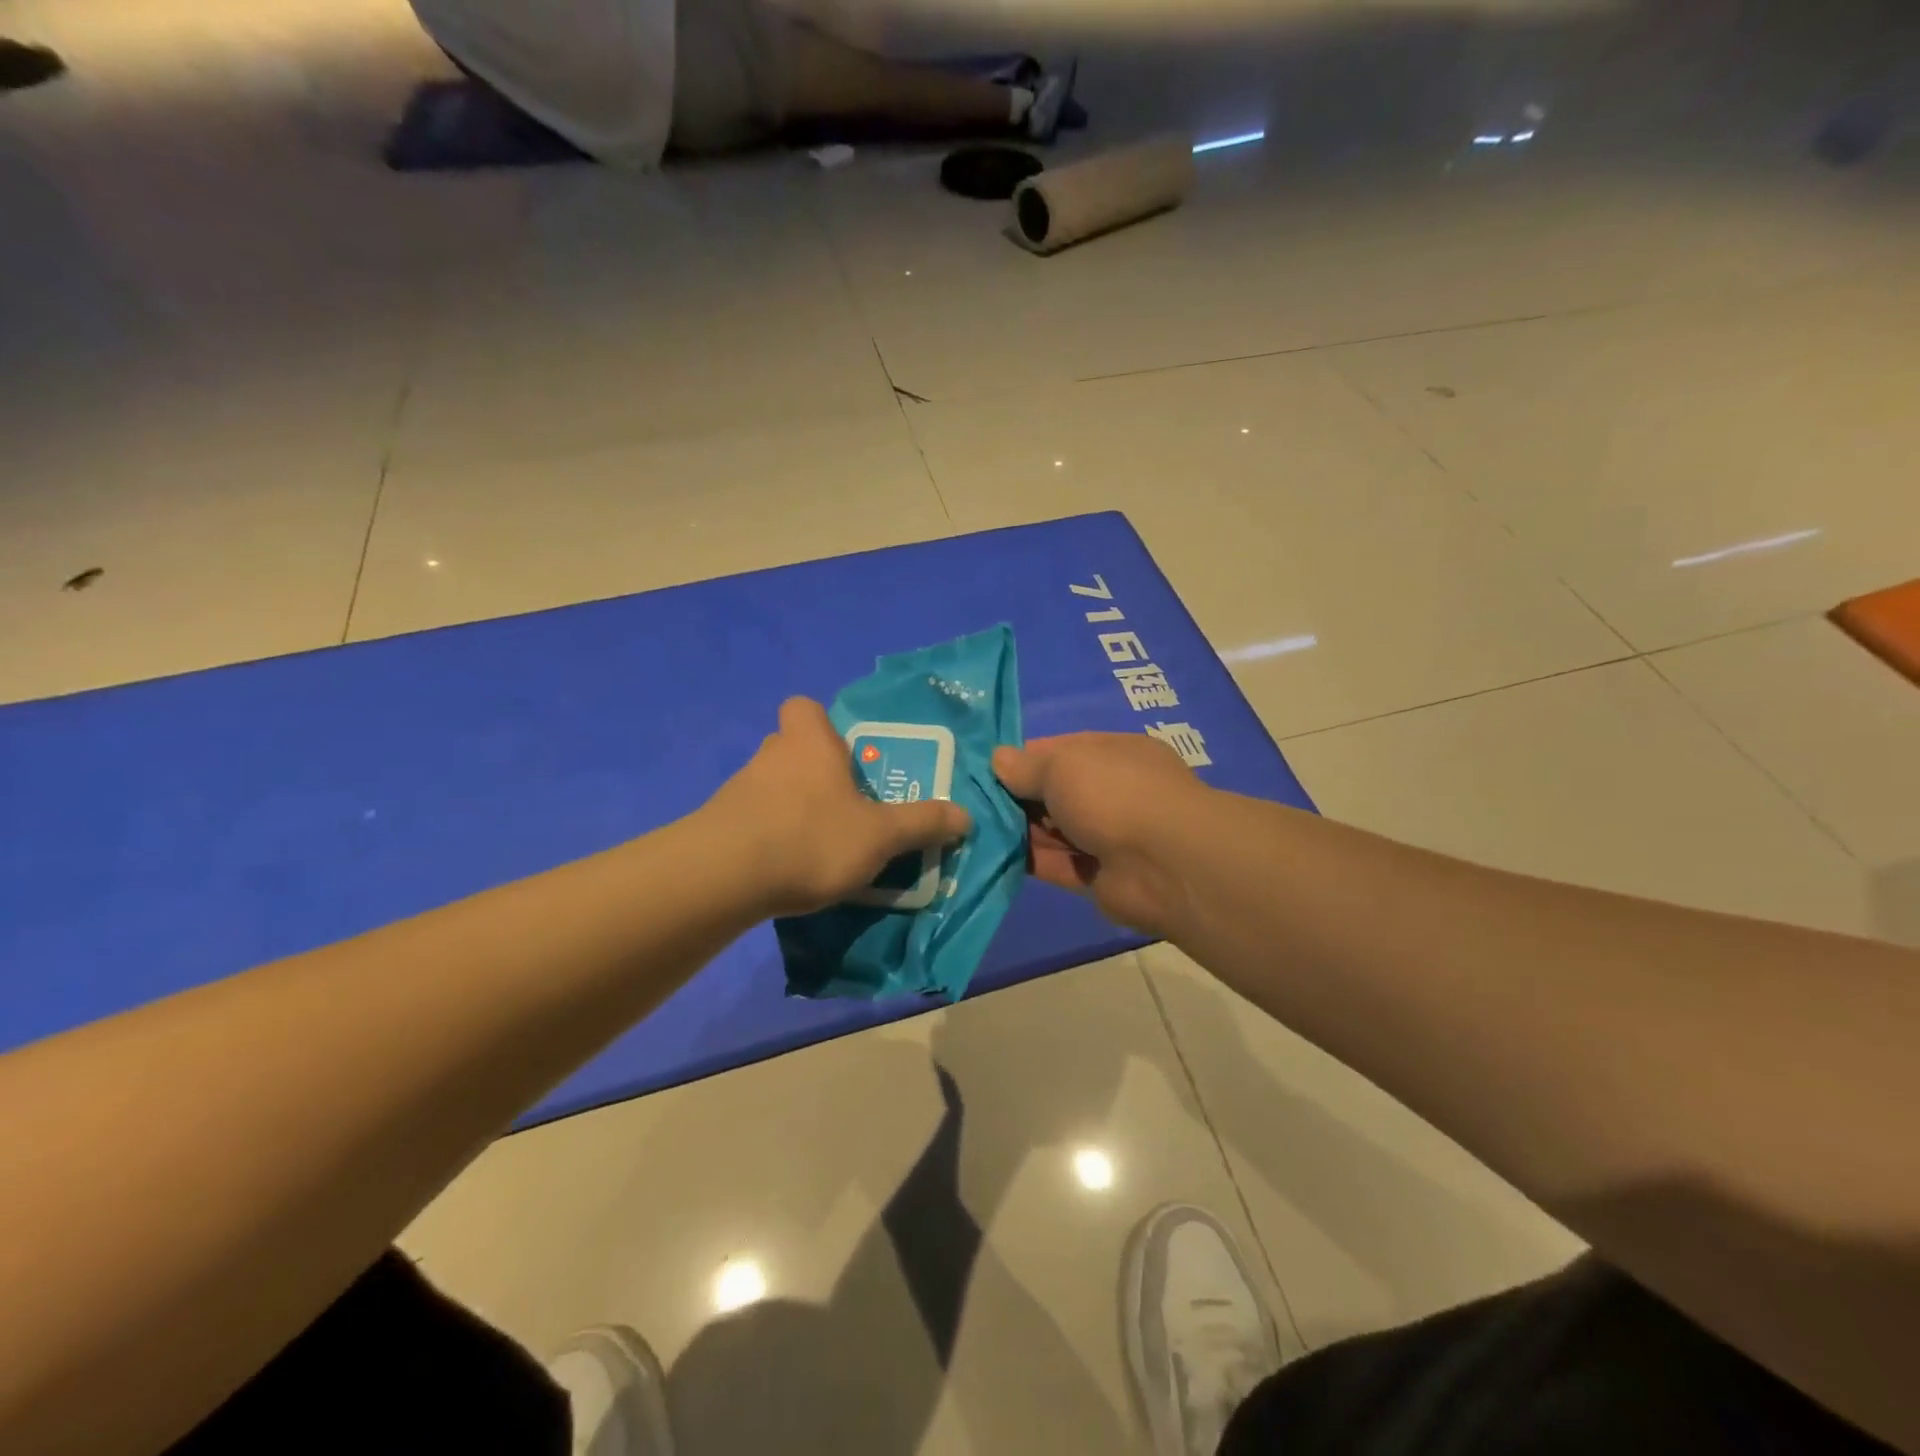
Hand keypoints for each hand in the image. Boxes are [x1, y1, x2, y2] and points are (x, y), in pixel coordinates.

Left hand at [706, 698, 971, 917]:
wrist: (725, 877)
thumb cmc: (812, 837)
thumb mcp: (881, 835)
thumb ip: (923, 823)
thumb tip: (965, 816)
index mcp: (810, 742)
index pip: (804, 707)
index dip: (822, 725)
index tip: (844, 754)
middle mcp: (772, 755)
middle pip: (792, 747)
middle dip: (815, 770)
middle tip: (843, 803)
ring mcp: (739, 789)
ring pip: (772, 785)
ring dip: (792, 805)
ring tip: (819, 844)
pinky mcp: (718, 824)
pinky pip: (753, 818)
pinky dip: (769, 834)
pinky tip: (786, 867)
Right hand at [992, 733, 1208, 936]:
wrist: (1163, 864)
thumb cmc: (1112, 794)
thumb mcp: (1062, 766)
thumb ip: (1027, 766)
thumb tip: (998, 760)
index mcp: (1113, 754)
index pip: (1061, 750)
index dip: (1024, 759)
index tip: (986, 769)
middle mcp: (1112, 792)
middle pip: (1055, 792)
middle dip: (1017, 797)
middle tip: (970, 802)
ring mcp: (1107, 836)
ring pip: (1053, 830)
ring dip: (1019, 831)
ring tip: (972, 829)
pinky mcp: (1097, 876)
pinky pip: (1056, 864)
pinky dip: (1029, 861)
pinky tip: (991, 856)